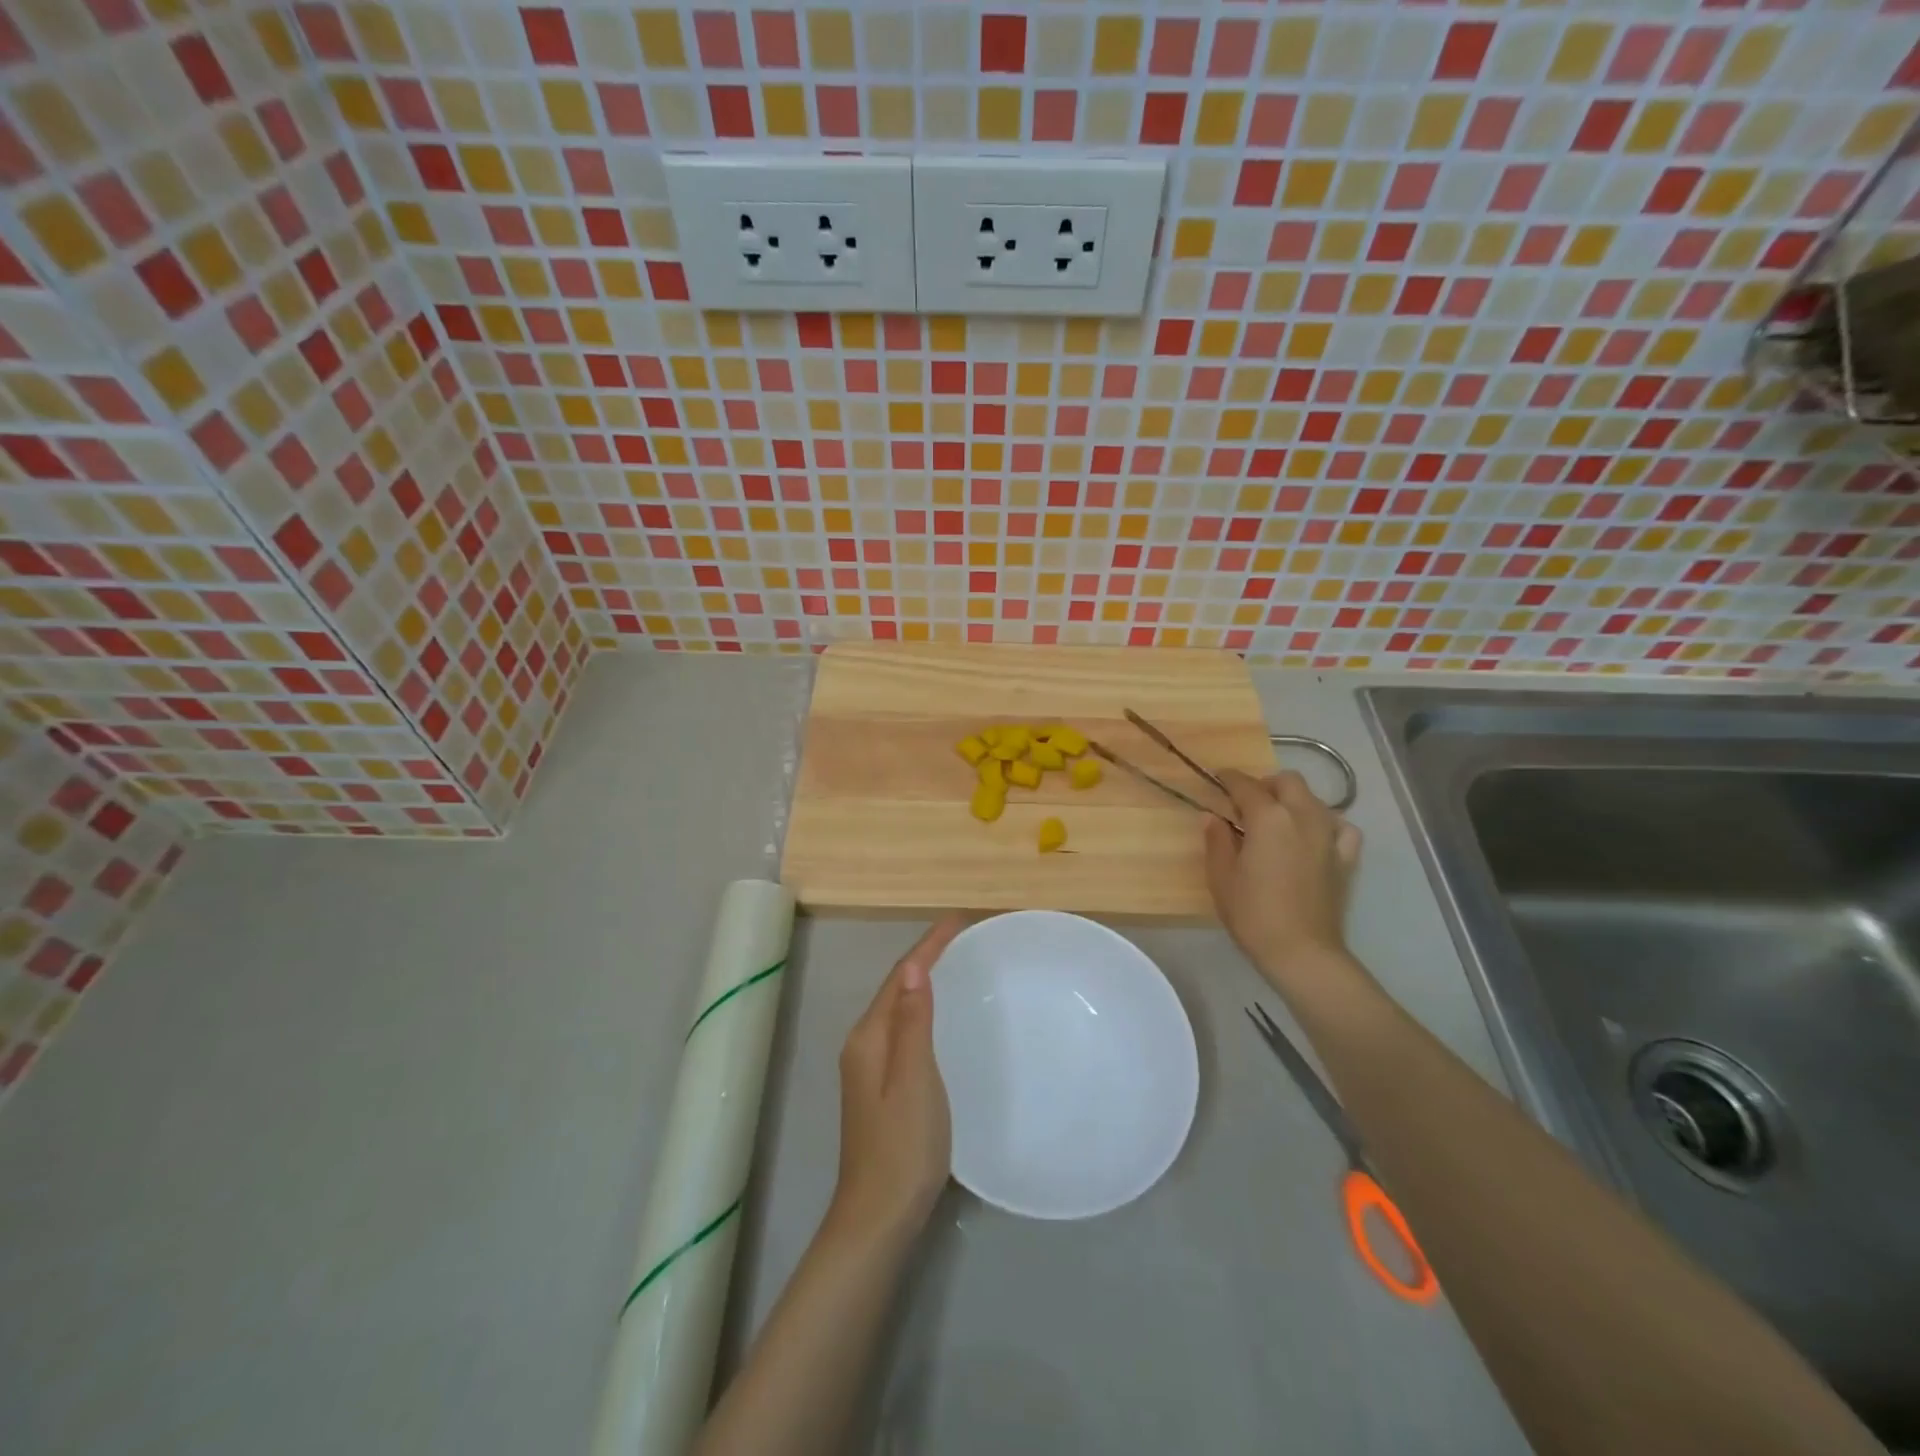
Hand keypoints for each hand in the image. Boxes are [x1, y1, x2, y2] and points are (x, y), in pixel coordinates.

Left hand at [829, 915, 965, 1242]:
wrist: (878, 1216)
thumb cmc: (902, 1145)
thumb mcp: (914, 1079)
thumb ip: (912, 1022)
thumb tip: (914, 966)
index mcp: (869, 1037)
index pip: (900, 976)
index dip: (928, 945)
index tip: (958, 919)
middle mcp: (863, 1044)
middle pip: (896, 987)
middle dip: (926, 957)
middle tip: (963, 937)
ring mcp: (869, 1067)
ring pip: (898, 1009)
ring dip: (923, 981)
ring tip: (956, 963)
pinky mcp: (880, 1086)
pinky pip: (903, 1030)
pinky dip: (922, 1010)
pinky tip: (940, 1017)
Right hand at [1205, 770, 1362, 986]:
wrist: (1302, 952)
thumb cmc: (1253, 914)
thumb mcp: (1221, 877)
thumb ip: (1217, 840)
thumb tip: (1213, 817)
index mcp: (1268, 818)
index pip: (1246, 785)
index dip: (1229, 778)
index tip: (1218, 777)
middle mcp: (1303, 816)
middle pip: (1287, 782)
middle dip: (1266, 784)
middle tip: (1247, 803)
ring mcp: (1329, 836)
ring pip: (1314, 799)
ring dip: (1293, 801)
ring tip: (1278, 820)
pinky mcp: (1346, 858)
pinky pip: (1341, 826)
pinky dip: (1326, 823)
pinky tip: (1314, 836)